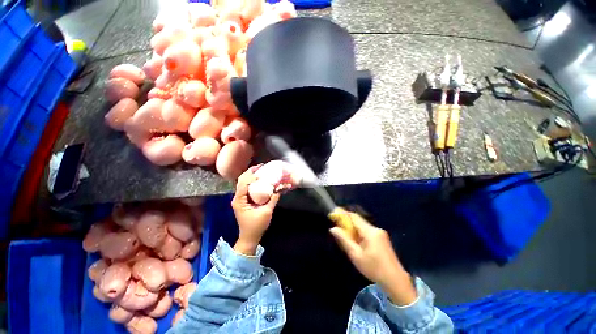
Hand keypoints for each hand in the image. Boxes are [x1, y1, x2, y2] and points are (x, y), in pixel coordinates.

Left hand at [232, 165, 279, 254]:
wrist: (249, 237)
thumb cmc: (256, 226)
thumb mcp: (267, 212)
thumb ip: (273, 199)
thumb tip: (280, 188)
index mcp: (240, 200)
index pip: (244, 184)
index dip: (252, 176)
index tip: (262, 170)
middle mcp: (237, 198)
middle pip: (241, 180)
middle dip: (250, 172)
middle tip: (261, 166)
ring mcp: (239, 199)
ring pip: (242, 183)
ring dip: (250, 175)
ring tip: (260, 170)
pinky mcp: (243, 200)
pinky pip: (246, 188)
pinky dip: (252, 182)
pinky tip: (259, 179)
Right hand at [330, 213, 416, 305]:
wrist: (396, 281)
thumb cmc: (374, 268)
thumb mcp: (356, 255)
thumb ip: (344, 240)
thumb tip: (333, 228)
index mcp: (370, 232)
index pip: (354, 217)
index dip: (343, 215)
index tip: (333, 216)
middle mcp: (376, 229)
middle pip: (358, 221)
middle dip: (347, 224)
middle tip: (338, 231)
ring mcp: (381, 234)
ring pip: (363, 227)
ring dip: (353, 230)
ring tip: (347, 240)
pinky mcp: (383, 239)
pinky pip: (367, 232)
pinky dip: (360, 234)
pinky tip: (357, 245)